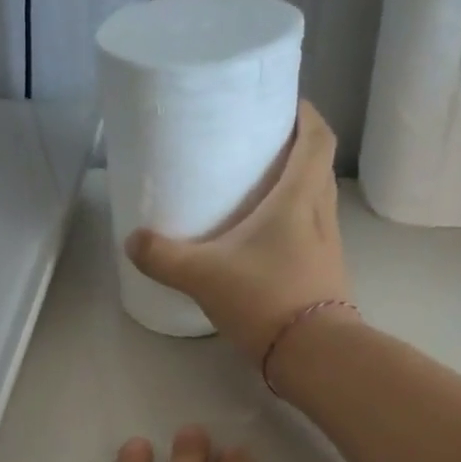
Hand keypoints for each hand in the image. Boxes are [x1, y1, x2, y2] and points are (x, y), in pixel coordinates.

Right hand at [128, 101, 350, 364]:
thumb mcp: (205, 276)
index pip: (317, 137)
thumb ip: (165, 257)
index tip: (282, 105)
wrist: (314, 356)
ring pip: (315, 204)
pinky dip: (292, 229)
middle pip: (317, 167)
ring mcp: (328, 248)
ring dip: (294, 191)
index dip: (305, 114)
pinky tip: (264, 246)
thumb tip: (133, 241)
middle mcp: (322, 215)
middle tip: (258, 149)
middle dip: (293, 150)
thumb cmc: (266, 299)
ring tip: (257, 194)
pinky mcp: (325, 277)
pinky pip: (310, 237)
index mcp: (300, 196)